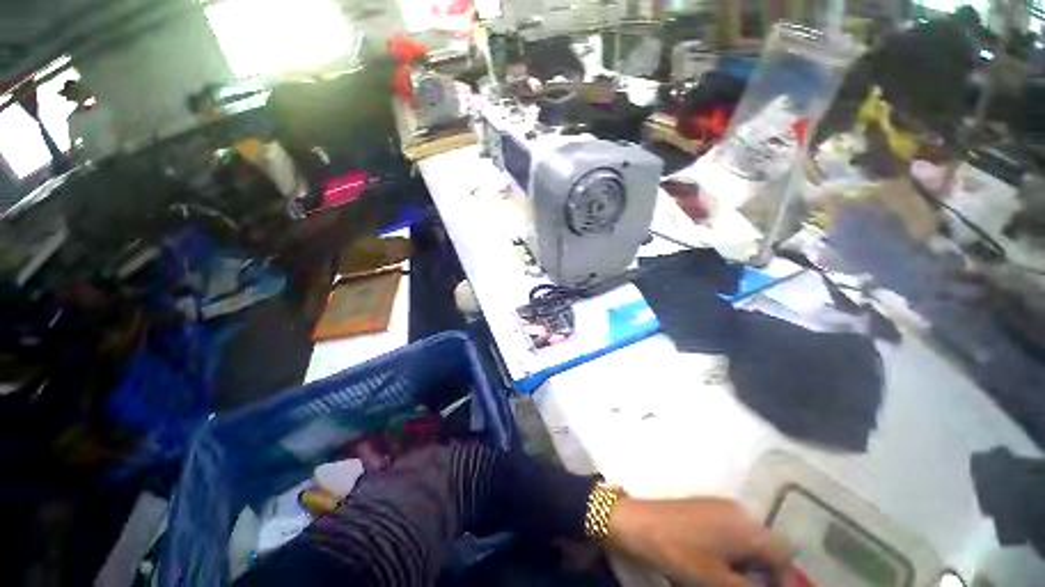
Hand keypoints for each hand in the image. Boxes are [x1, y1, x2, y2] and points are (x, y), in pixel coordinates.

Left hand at [606, 497, 792, 586]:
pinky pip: (731, 528)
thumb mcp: (720, 582)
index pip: (784, 555)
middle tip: (744, 584)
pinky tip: (714, 559)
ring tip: (728, 575)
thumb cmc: (681, 554)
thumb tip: (765, 586)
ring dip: (746, 559)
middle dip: (763, 569)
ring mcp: (720, 505)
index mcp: (748, 528)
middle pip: (767, 544)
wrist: (640, 524)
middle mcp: (739, 511)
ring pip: (748, 537)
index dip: (782, 579)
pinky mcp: (705, 505)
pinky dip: (731, 547)